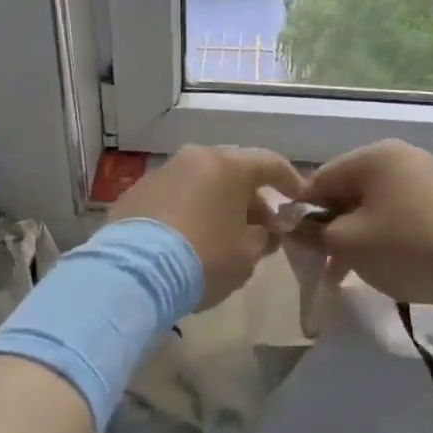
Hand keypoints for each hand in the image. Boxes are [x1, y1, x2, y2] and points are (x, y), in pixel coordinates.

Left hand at [111, 146, 304, 307]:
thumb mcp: (247, 256)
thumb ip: (264, 238)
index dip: (290, 180)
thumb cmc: (204, 259)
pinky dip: (187, 211)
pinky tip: (188, 239)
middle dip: (250, 198)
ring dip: (217, 203)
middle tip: (261, 226)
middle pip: (233, 172)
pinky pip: (173, 197)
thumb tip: (266, 231)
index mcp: (228, 166)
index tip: (299, 199)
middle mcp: (195, 158)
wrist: (134, 273)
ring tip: (223, 235)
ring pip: (201, 182)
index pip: (270, 163)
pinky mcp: (135, 193)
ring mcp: (162, 173)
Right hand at [302, 140, 432, 309]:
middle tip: (321, 265)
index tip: (295, 247)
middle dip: (331, 228)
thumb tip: (294, 227)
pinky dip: (383, 236)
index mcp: (374, 156)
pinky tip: (381, 265)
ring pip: (373, 205)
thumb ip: (314, 232)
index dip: (302, 213)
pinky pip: (398, 213)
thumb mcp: (348, 243)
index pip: (321, 179)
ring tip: (347, 273)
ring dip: (355, 236)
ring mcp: (425, 177)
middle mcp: (400, 156)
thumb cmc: (406, 247)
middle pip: (348, 190)